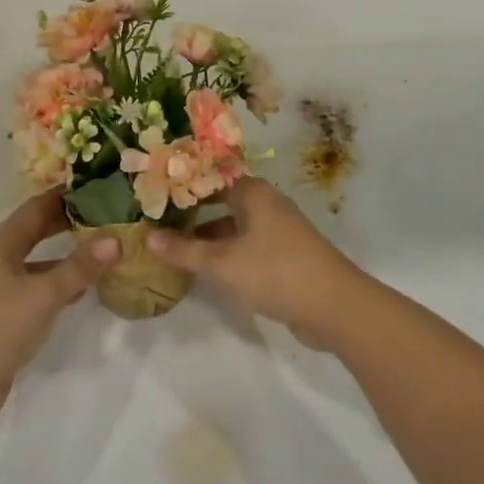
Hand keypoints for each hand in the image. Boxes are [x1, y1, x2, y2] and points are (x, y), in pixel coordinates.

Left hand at [0, 190, 119, 429]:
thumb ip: (79, 267)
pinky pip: (34, 290)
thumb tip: (115, 239)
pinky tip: (81, 291)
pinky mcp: (0, 318)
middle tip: (106, 213)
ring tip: (102, 250)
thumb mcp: (43, 294)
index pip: (36, 207)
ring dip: (65, 257)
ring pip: (36, 263)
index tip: (98, 185)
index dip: (65, 195)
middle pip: (34, 232)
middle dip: (67, 223)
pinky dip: (57, 285)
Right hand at [148, 177, 368, 349]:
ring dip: (207, 234)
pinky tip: (205, 267)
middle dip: (192, 211)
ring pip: (233, 224)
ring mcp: (277, 229)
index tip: (153, 194)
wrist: (334, 305)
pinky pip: (246, 244)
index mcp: (253, 192)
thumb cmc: (275, 271)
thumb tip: (148, 236)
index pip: (210, 178)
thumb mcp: (223, 263)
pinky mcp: (284, 255)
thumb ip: (185, 250)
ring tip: (173, 245)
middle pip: (221, 200)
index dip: (182, 185)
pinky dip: (225, 251)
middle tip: (157, 220)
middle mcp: (265, 203)